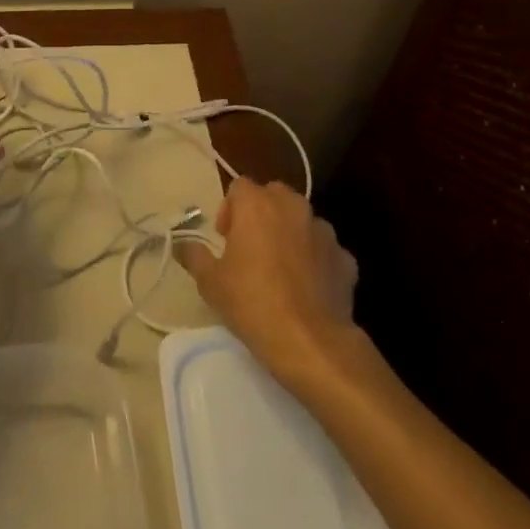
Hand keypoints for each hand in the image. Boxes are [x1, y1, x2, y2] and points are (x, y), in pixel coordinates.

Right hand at [175, 178, 359, 387]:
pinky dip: (316, 259)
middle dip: (261, 214)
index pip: (239, 187)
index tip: (225, 239)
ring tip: (281, 269)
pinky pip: (324, 249)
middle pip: (273, 195)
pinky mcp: (345, 258)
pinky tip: (308, 288)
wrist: (311, 342)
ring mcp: (324, 231)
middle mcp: (293, 207)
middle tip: (250, 248)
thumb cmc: (252, 303)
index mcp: (257, 204)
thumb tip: (183, 244)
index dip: (229, 209)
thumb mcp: (210, 282)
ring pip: (302, 220)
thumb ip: (194, 255)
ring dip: (290, 234)